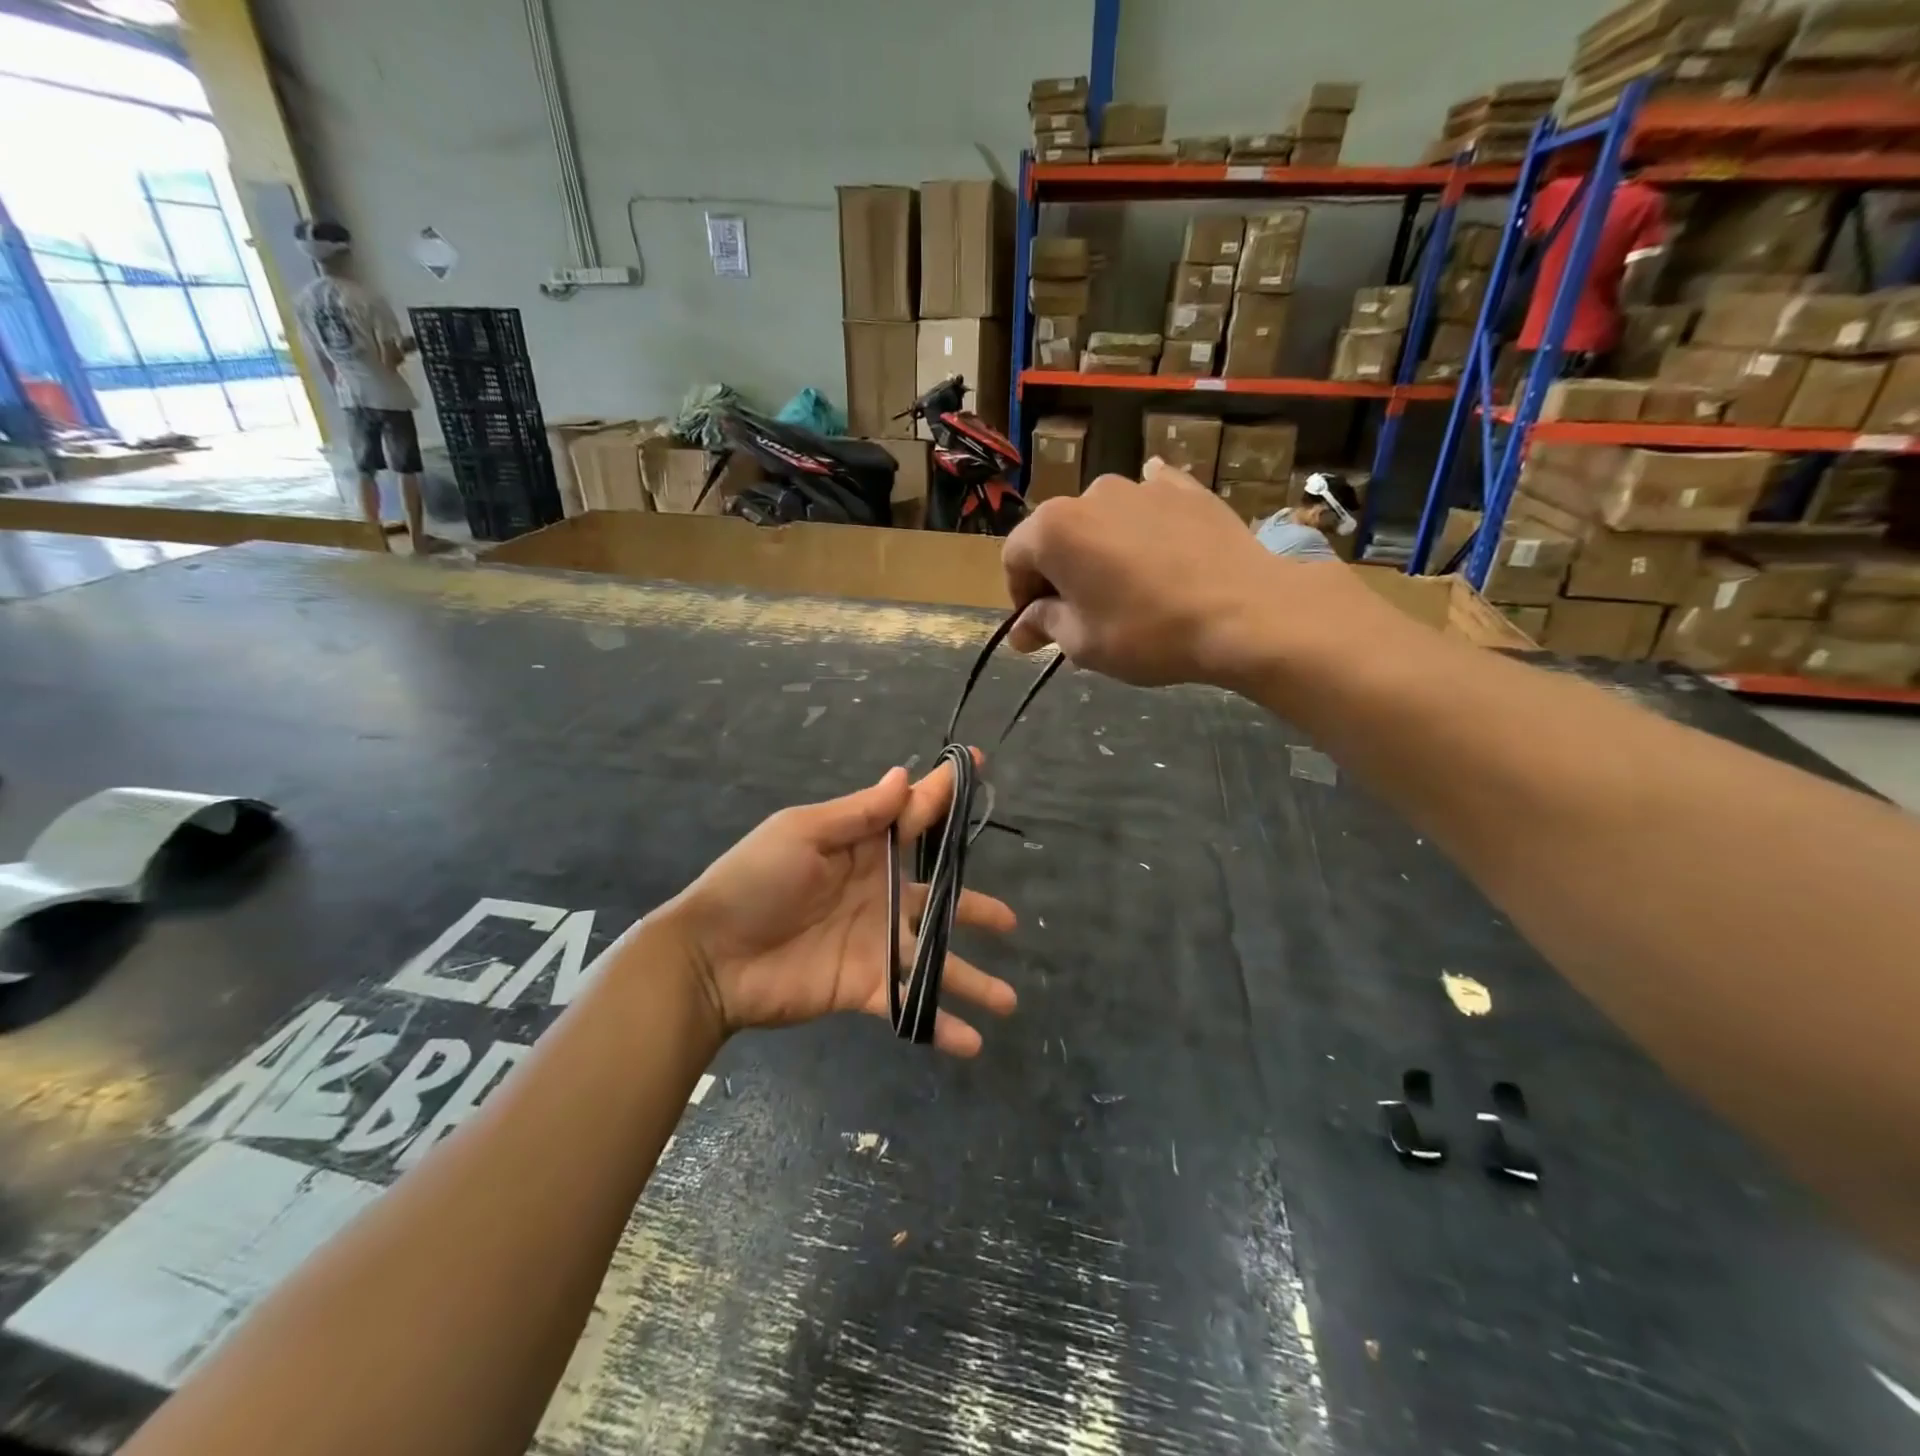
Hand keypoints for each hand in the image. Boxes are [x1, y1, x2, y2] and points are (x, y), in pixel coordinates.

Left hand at [653, 758, 1017, 1055]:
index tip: (980, 767)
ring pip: (936, 958)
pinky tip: (973, 1042)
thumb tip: (904, 775)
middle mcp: (879, 894)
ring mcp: (876, 943)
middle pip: (940, 898)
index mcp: (863, 849)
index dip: (944, 794)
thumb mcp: (802, 834)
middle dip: (975, 907)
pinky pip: (910, 1004)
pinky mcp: (866, 987)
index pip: (914, 818)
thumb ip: (858, 813)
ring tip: (1009, 1001)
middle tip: (1010, 920)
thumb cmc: (754, 882)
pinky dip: (940, 1024)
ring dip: (972, 978)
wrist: (710, 957)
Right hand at [1001, 461, 1364, 689]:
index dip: (1020, 595)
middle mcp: (1091, 493)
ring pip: (1103, 519)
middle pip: (1058, 534)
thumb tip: (1021, 629)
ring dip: (1101, 549)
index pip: (1015, 556)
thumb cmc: (1148, 632)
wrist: (1245, 613)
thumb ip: (1044, 624)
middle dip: (1060, 572)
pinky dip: (1142, 524)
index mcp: (1054, 528)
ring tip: (1128, 587)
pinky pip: (1149, 502)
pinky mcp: (1186, 488)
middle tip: (1082, 613)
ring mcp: (1142, 485)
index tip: (1040, 626)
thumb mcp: (1083, 643)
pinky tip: (1156, 544)